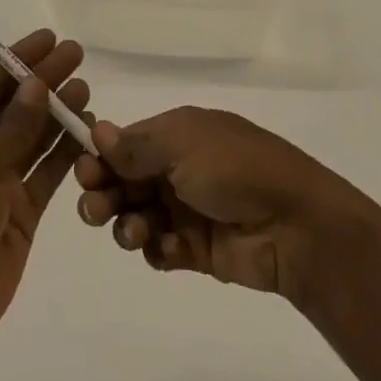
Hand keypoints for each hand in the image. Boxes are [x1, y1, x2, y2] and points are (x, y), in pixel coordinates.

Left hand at [0, 29, 89, 359]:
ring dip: (58, 115)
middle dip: (45, 82)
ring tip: (87, 90)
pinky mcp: (20, 213)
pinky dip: (66, 155)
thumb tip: (37, 83)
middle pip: (16, 108)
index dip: (20, 59)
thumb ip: (14, 130)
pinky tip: (88, 134)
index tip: (50, 38)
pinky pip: (46, 175)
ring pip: (34, 139)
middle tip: (78, 56)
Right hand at [74, 106, 372, 300]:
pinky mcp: (197, 249)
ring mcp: (187, 209)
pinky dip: (155, 249)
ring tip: (135, 233)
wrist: (295, 225)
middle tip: (95, 208)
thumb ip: (137, 145)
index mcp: (176, 135)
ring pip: (137, 216)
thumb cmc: (236, 170)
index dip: (100, 158)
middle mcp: (177, 169)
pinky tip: (166, 249)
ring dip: (126, 224)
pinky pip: (160, 248)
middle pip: (124, 181)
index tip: (84, 173)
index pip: (125, 144)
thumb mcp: (183, 145)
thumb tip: (97, 130)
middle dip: (104, 193)